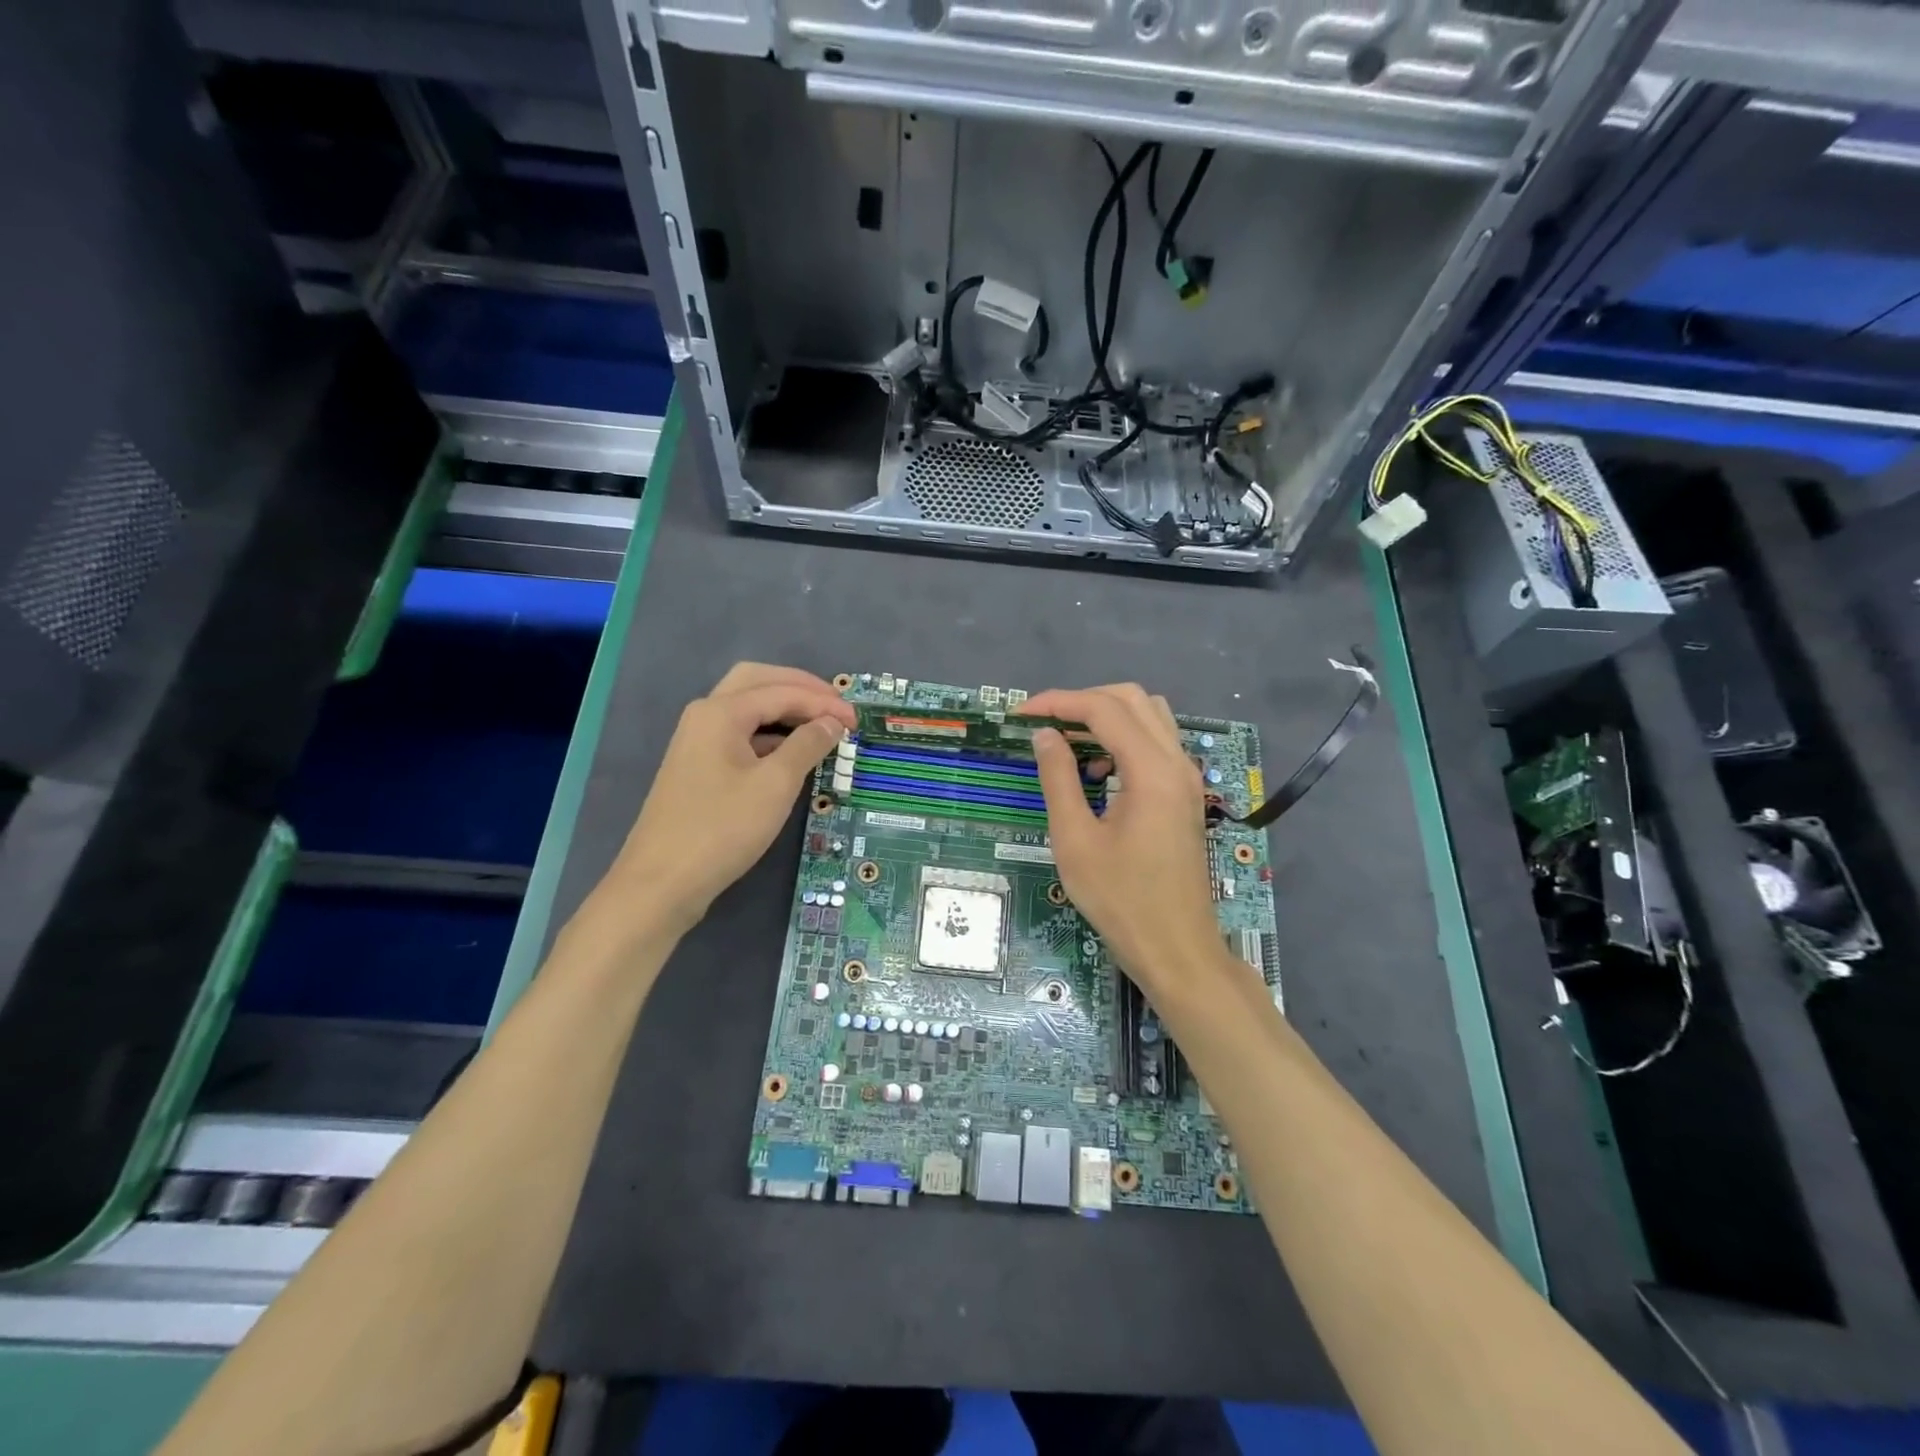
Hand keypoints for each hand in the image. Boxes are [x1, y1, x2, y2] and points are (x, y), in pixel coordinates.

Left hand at [598, 663, 856, 935]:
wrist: (662, 882)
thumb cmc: (722, 829)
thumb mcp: (775, 785)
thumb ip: (807, 745)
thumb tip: (832, 724)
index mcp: (721, 712)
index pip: (782, 691)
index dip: (823, 702)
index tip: (858, 721)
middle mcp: (705, 716)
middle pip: (758, 682)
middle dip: (800, 688)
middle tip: (836, 706)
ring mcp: (698, 741)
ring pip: (747, 707)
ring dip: (785, 708)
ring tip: (821, 726)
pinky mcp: (699, 767)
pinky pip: (741, 734)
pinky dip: (770, 734)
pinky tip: (792, 753)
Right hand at [1019, 684, 1223, 997]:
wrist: (1176, 948)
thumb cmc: (1121, 900)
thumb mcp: (1075, 840)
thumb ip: (1058, 779)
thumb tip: (1044, 736)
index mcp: (1152, 771)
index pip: (1104, 709)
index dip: (1059, 702)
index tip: (1021, 714)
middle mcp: (1177, 763)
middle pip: (1133, 699)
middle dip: (1084, 701)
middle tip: (1044, 722)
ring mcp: (1187, 778)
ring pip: (1149, 717)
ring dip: (1107, 717)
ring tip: (1067, 742)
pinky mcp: (1185, 795)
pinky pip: (1156, 744)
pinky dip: (1124, 740)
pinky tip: (1097, 772)